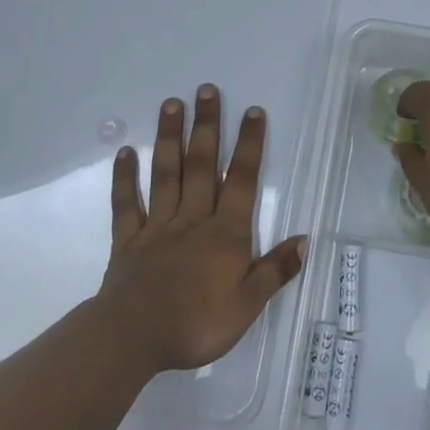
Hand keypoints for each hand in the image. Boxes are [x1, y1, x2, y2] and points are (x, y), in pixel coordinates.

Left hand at [98, 85, 306, 373]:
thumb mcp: (247, 307)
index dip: (249, 145)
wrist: (132, 339)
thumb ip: (274, 271)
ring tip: (171, 104)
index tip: (252, 111)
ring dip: (169, 138)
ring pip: (166, 174)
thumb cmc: (196, 325)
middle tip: (206, 89)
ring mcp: (157, 226)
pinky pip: (127, 204)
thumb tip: (304, 240)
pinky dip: (125, 178)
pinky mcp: (128, 240)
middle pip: (202, 165)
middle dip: (207, 126)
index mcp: (225, 234)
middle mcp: (193, 219)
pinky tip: (125, 152)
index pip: (241, 180)